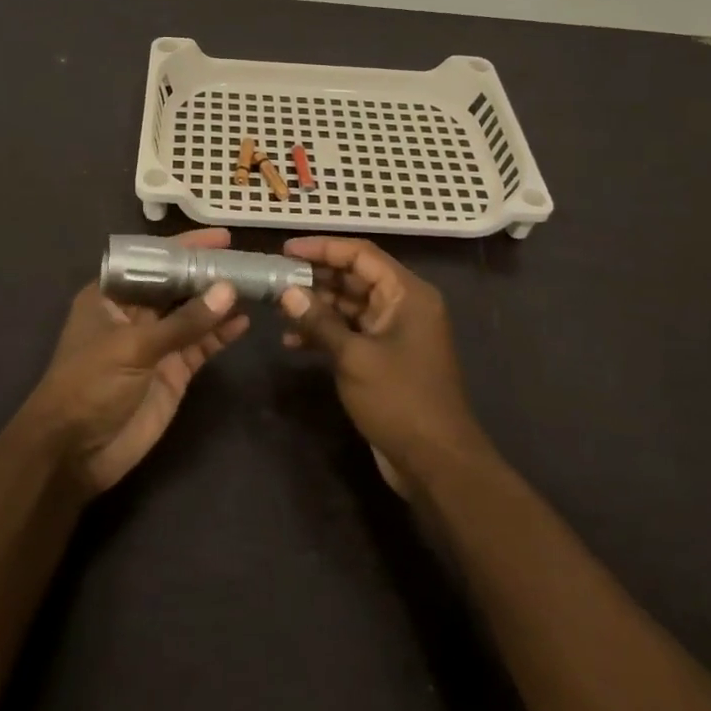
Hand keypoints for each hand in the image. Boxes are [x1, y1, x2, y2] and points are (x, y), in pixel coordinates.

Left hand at [25, 228, 250, 496]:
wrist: (75, 453)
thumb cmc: (90, 384)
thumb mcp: (133, 347)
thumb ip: (184, 321)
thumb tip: (228, 290)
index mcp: (111, 295)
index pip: (153, 260)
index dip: (185, 247)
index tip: (221, 237)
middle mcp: (135, 313)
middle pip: (177, 285)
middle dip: (208, 273)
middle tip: (248, 260)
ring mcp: (156, 343)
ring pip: (193, 314)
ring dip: (220, 302)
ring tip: (255, 286)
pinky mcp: (173, 372)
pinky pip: (201, 345)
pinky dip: (221, 334)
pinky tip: (244, 321)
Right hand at [278, 236, 488, 497]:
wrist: (435, 462)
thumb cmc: (400, 400)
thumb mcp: (355, 357)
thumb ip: (320, 321)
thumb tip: (286, 292)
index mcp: (407, 294)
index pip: (361, 254)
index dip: (323, 248)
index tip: (286, 250)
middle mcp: (404, 305)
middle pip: (355, 277)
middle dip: (315, 277)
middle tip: (275, 279)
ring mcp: (395, 332)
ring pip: (350, 304)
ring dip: (317, 306)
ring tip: (278, 309)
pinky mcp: (385, 356)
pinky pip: (352, 331)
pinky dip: (326, 332)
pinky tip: (293, 341)